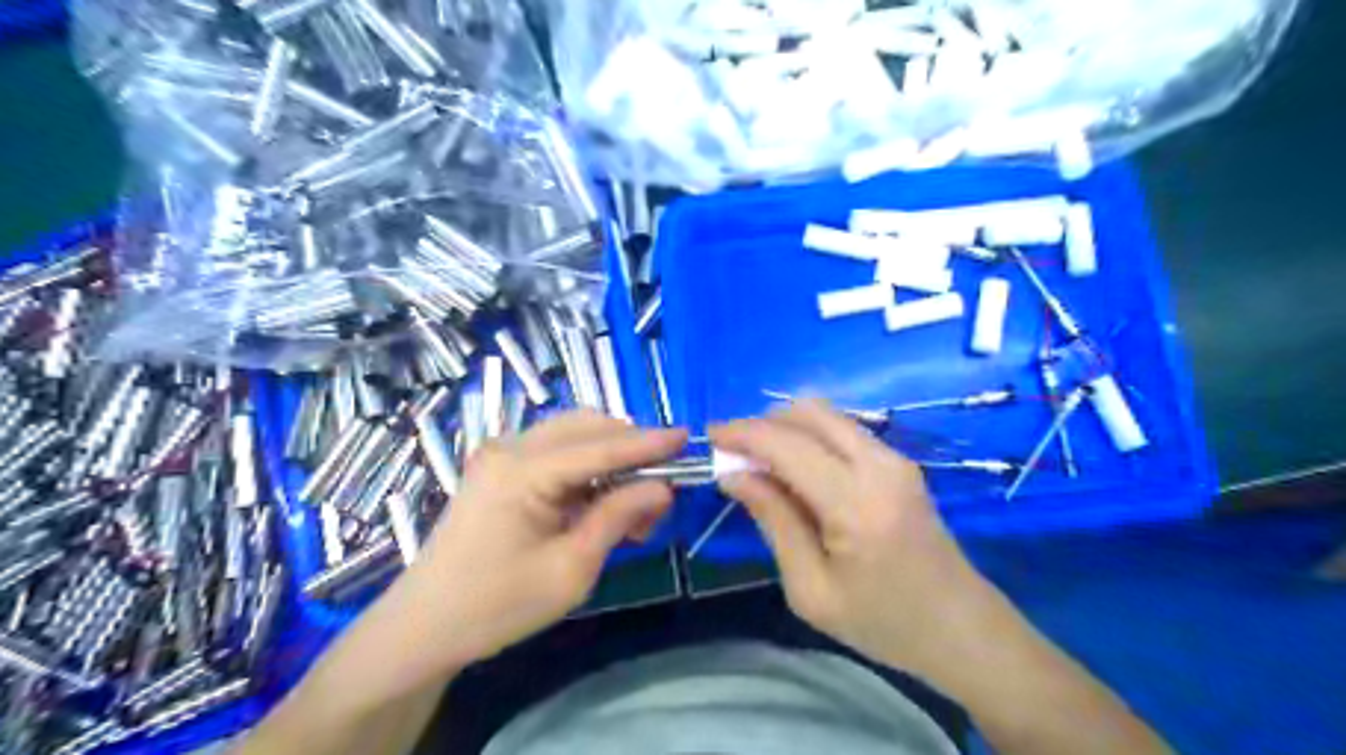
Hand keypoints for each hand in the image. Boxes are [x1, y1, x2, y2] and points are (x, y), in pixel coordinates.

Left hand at [388, 414, 684, 672]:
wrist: (423, 627)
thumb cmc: (496, 606)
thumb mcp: (570, 570)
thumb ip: (618, 517)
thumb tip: (663, 487)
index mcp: (523, 471)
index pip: (601, 446)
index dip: (648, 442)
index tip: (688, 437)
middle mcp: (510, 448)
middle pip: (587, 427)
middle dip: (630, 449)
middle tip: (660, 489)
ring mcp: (501, 455)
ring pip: (573, 434)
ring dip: (611, 456)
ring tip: (634, 503)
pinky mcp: (500, 468)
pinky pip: (557, 451)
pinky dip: (589, 466)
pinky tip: (603, 500)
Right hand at [709, 401, 1003, 685]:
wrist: (962, 629)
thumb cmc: (883, 623)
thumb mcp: (811, 589)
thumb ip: (773, 521)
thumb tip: (733, 474)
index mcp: (856, 503)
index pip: (786, 444)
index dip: (742, 433)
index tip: (708, 437)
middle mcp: (879, 465)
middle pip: (808, 412)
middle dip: (763, 423)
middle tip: (733, 453)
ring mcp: (895, 459)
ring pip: (826, 415)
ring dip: (786, 427)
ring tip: (759, 463)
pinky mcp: (900, 462)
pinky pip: (843, 431)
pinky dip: (809, 436)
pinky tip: (795, 469)